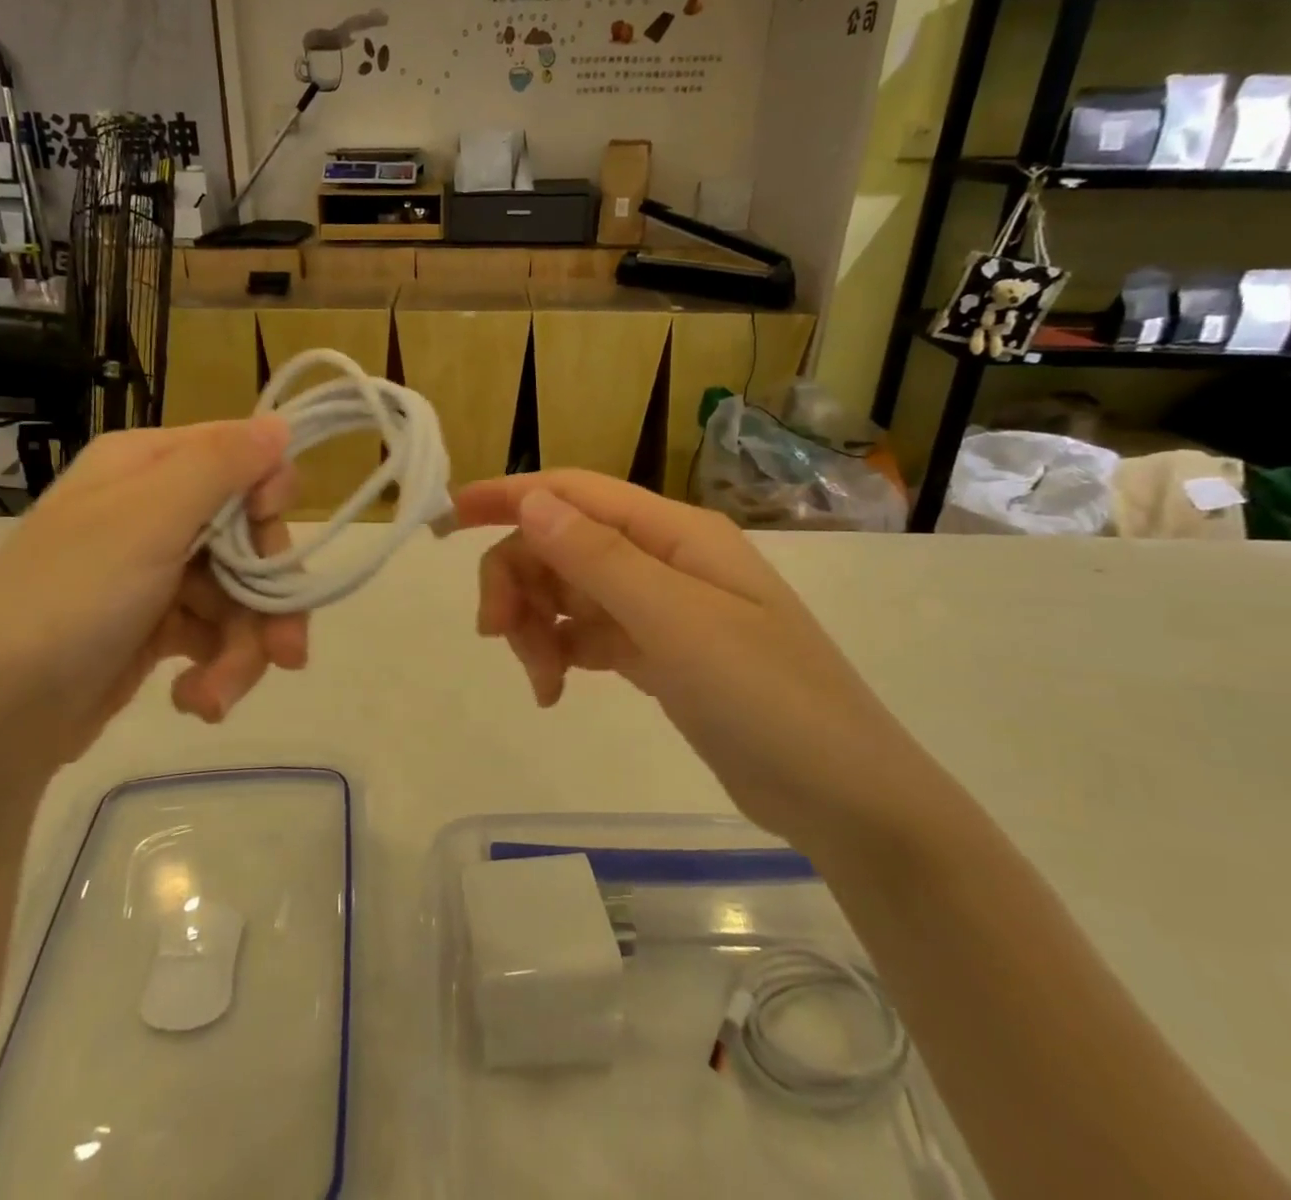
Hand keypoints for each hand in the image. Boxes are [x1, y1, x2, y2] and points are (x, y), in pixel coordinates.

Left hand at [0, 418, 304, 789]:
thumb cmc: (71, 599)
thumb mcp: (149, 519)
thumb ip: (222, 464)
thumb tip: (280, 423)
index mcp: (147, 466)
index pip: (241, 457)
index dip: (269, 498)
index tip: (270, 536)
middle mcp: (155, 509)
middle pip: (250, 536)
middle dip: (270, 596)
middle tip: (286, 653)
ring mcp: (155, 570)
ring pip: (240, 593)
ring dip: (244, 649)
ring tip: (219, 695)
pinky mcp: (155, 626)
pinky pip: (214, 633)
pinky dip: (216, 669)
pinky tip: (195, 701)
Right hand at [457, 472, 938, 850]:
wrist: (843, 798)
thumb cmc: (767, 699)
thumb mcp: (676, 623)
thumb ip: (599, 559)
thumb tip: (530, 499)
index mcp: (673, 533)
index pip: (574, 493)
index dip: (508, 496)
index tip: (446, 518)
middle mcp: (663, 558)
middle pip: (561, 543)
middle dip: (518, 581)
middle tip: (497, 636)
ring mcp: (660, 606)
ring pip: (568, 590)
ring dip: (536, 624)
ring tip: (540, 681)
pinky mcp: (657, 651)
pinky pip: (586, 633)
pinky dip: (559, 652)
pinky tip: (554, 689)